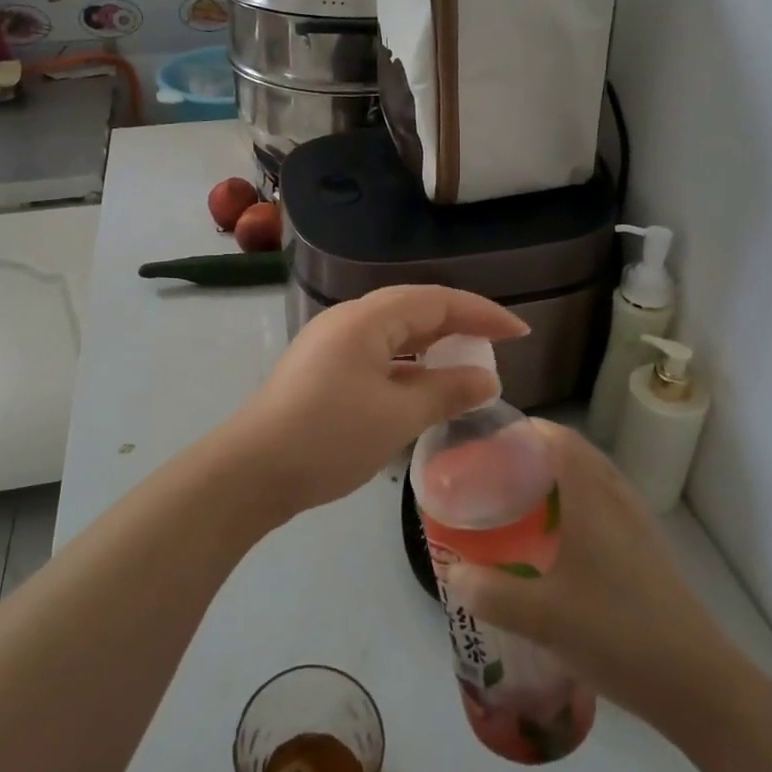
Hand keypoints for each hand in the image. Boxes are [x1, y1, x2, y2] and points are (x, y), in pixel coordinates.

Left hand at [221, 285, 527, 521]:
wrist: (251, 471)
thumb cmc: (328, 438)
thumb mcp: (396, 417)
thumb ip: (446, 392)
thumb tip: (487, 378)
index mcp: (366, 319)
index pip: (436, 300)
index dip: (482, 312)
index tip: (520, 332)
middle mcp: (347, 321)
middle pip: (414, 309)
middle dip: (459, 324)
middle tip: (498, 346)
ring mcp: (331, 345)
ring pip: (394, 333)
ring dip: (433, 345)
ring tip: (467, 364)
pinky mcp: (322, 370)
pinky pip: (377, 354)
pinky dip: (408, 365)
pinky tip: (423, 387)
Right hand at [443, 420, 738, 721]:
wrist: (699, 685)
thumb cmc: (617, 634)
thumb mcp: (541, 618)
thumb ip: (491, 593)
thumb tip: (453, 574)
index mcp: (593, 497)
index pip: (557, 437)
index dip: (523, 431)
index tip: (487, 443)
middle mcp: (618, 498)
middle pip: (574, 453)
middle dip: (534, 454)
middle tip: (494, 474)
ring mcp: (639, 523)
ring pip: (592, 479)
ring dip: (557, 479)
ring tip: (520, 503)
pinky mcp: (649, 550)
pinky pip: (605, 505)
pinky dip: (577, 505)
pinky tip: (558, 544)